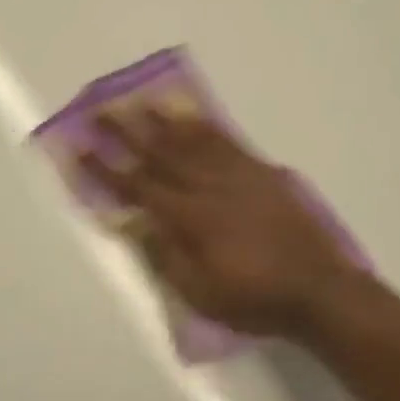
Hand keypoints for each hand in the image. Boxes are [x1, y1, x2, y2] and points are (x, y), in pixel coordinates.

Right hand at [81, 110, 360, 338]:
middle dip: (127, 130)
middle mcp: (209, 186)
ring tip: (141, 101)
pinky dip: (206, 126)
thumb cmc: (254, 299)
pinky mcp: (263, 172)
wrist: (319, 290)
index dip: (105, 168)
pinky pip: (228, 141)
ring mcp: (239, 175)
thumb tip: (133, 222)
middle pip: (161, 152)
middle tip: (101, 109)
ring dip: (163, 119)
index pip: (137, 186)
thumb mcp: (201, 293)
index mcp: (190, 218)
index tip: (80, 149)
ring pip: (194, 139)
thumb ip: (165, 256)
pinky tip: (195, 117)